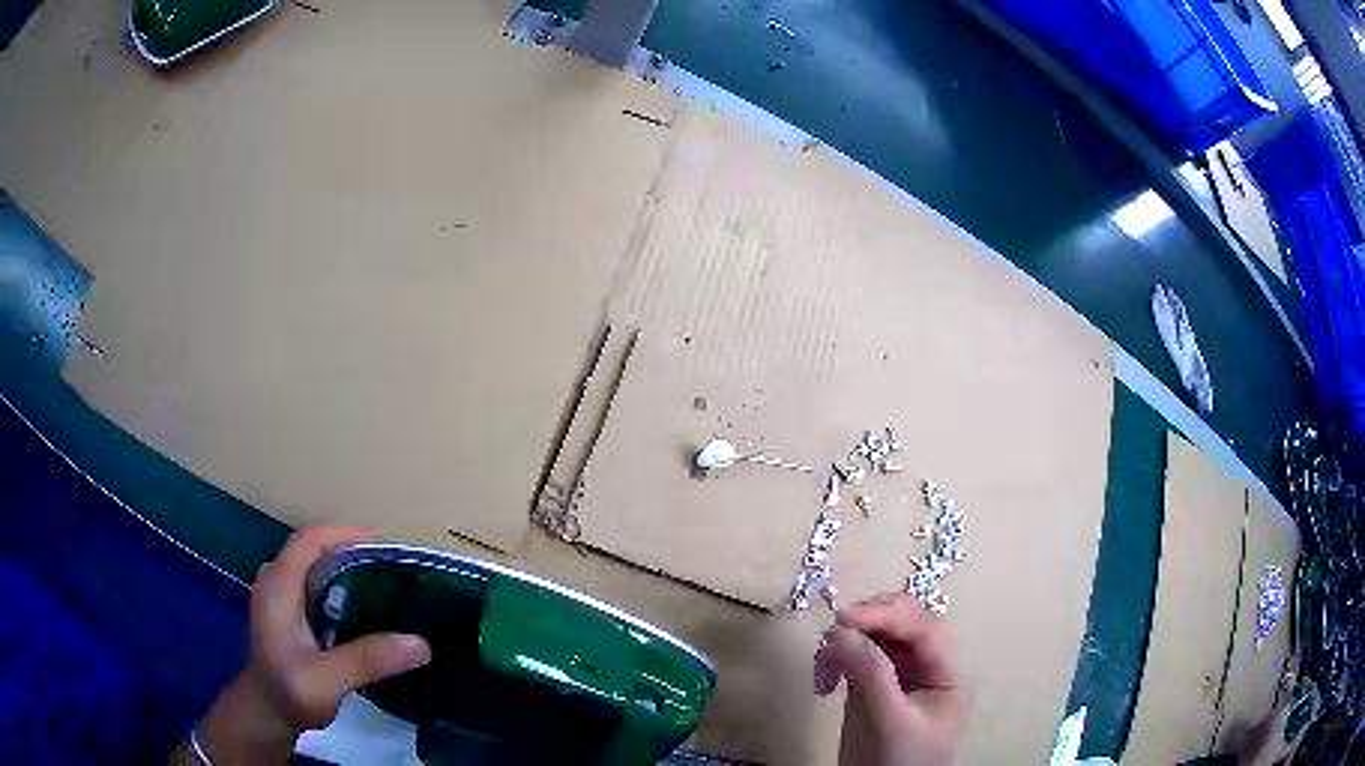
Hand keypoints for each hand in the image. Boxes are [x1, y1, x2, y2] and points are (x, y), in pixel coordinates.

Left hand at [194, 527, 431, 764]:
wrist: (267, 714)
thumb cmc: (290, 693)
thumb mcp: (328, 680)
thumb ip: (367, 660)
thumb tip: (421, 643)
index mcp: (279, 586)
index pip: (309, 541)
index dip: (345, 535)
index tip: (384, 545)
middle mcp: (276, 582)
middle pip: (314, 549)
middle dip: (351, 550)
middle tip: (393, 567)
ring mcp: (280, 597)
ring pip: (315, 566)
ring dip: (347, 568)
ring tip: (385, 585)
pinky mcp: (288, 612)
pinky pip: (316, 584)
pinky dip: (341, 586)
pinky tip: (364, 609)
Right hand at [814, 595, 964, 765]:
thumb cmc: (897, 762)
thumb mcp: (890, 721)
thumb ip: (872, 675)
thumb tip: (840, 631)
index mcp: (944, 675)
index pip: (925, 631)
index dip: (890, 615)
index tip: (846, 617)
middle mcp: (925, 668)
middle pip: (906, 625)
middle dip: (872, 620)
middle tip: (834, 629)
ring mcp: (899, 676)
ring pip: (881, 637)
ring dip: (853, 635)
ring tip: (825, 651)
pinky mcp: (872, 686)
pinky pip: (860, 656)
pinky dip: (841, 654)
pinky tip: (826, 669)